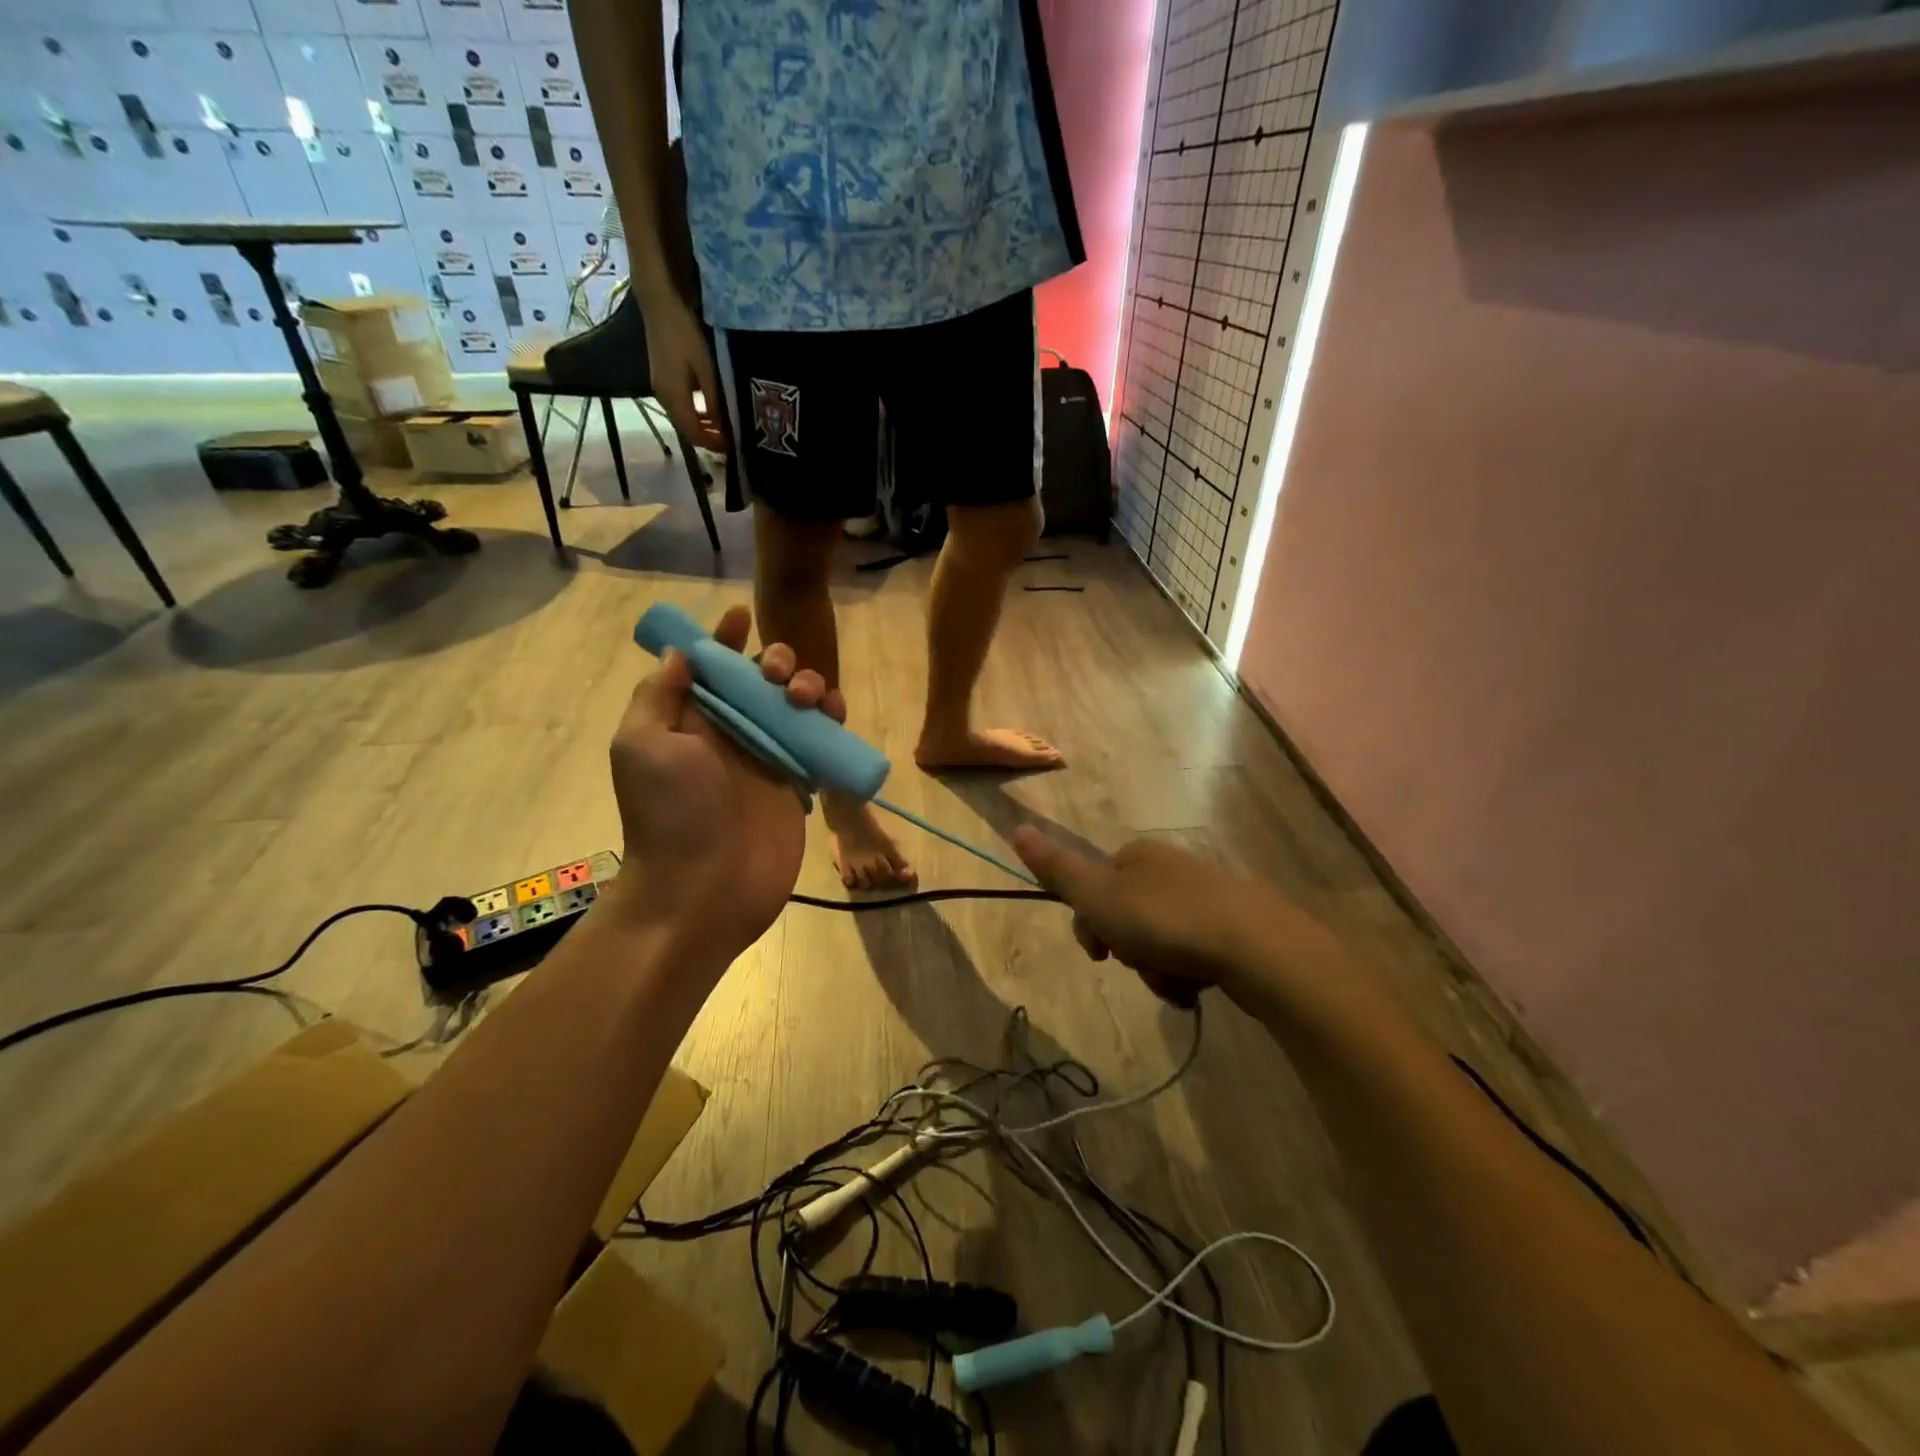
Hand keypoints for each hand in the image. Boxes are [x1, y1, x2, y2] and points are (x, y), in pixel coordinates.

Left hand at [605, 606, 843, 965]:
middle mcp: (731, 733)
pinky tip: (834, 716)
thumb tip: (680, 653)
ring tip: (808, 699)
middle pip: (761, 679)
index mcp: (690, 720)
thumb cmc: (672, 813)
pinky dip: (831, 720)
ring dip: (809, 686)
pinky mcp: (799, 781)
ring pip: (797, 704)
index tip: (742, 617)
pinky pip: (820, 739)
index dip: (725, 640)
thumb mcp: (643, 744)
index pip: (710, 668)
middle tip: (778, 676)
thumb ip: (660, 694)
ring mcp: (768, 757)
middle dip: (775, 661)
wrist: (706, 888)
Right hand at [643, 291, 724, 451]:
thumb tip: (721, 427)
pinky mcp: (660, 380)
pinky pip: (679, 407)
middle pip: (686, 430)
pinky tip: (708, 411)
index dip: (712, 445)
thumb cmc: (685, 335)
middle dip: (707, 439)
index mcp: (674, 398)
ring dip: (701, 428)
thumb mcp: (706, 370)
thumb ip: (713, 401)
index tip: (732, 448)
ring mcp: (659, 389)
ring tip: (722, 429)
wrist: (659, 305)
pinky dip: (694, 414)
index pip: (693, 434)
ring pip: (682, 419)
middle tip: (729, 441)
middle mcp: (663, 398)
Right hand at [1013, 830, 1342, 1010]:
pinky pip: (1193, 953)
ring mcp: (1206, 895)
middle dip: (1129, 949)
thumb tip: (1017, 828)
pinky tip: (1197, 988)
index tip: (1100, 951)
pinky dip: (1187, 974)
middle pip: (1127, 916)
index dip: (1090, 922)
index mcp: (1137, 856)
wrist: (1257, 947)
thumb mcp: (1098, 896)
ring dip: (1156, 968)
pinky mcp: (1234, 925)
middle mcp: (1170, 868)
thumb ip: (1057, 869)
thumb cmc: (1165, 921)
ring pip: (1159, 940)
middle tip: (1141, 964)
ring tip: (1174, 982)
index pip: (1095, 887)